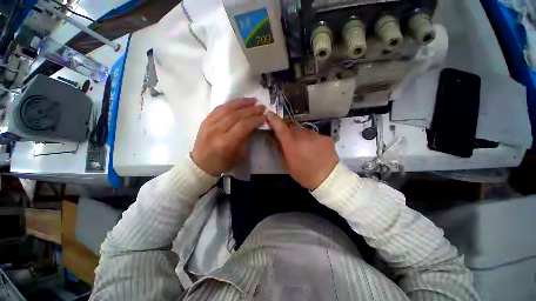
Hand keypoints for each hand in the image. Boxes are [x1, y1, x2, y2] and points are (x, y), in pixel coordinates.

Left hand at [191, 98, 265, 175]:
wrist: (201, 164)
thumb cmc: (223, 163)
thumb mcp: (239, 155)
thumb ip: (247, 139)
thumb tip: (254, 125)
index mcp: (226, 142)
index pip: (243, 125)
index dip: (255, 119)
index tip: (264, 117)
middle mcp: (216, 130)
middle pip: (236, 115)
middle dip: (251, 109)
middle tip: (262, 107)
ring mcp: (209, 124)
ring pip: (227, 108)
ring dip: (242, 102)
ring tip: (252, 100)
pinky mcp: (205, 120)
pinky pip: (219, 108)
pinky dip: (231, 104)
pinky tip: (239, 102)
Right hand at [267, 112, 338, 189]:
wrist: (328, 179)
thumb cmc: (304, 174)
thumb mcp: (287, 165)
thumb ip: (281, 150)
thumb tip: (278, 140)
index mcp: (291, 144)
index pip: (280, 127)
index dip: (274, 120)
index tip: (270, 114)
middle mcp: (303, 136)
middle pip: (293, 128)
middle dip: (291, 133)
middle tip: (293, 142)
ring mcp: (316, 135)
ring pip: (305, 131)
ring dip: (303, 137)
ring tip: (307, 148)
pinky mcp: (326, 137)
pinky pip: (316, 136)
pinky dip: (313, 140)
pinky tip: (317, 150)